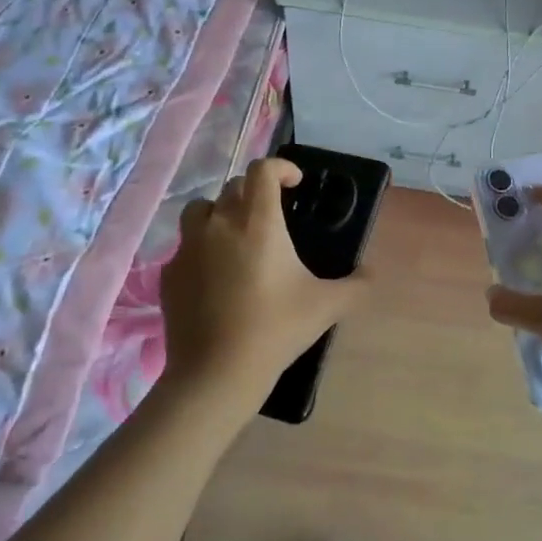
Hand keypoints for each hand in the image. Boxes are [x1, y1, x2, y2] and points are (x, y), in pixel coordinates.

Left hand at [158, 157, 369, 408]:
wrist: (217, 373)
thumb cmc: (276, 330)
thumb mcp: (327, 307)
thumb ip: (356, 286)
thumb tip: (371, 274)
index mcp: (258, 222)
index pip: (263, 170)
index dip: (281, 167)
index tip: (295, 183)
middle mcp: (219, 224)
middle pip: (233, 187)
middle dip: (255, 192)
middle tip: (273, 216)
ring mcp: (188, 247)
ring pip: (200, 209)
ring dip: (220, 212)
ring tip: (236, 237)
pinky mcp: (170, 273)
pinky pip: (185, 246)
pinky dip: (201, 249)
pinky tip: (215, 276)